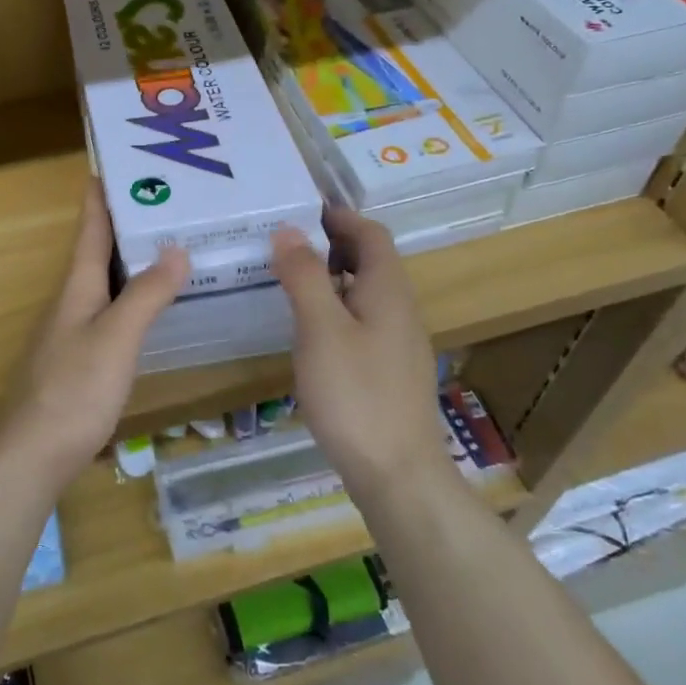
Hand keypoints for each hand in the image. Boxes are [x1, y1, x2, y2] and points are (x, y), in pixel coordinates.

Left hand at [0, 181, 186, 486]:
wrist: (34, 456)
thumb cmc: (74, 390)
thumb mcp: (116, 337)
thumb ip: (146, 294)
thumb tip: (176, 249)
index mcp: (77, 287)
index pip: (89, 228)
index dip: (101, 196)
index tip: (116, 162)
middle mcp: (73, 302)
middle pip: (99, 251)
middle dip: (128, 222)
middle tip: (169, 200)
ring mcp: (75, 332)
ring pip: (108, 283)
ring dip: (134, 260)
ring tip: (172, 244)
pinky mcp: (83, 360)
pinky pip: (114, 312)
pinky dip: (136, 297)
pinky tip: (157, 306)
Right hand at [271, 208, 451, 497]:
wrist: (397, 473)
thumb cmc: (356, 395)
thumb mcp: (321, 329)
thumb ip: (305, 276)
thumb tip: (289, 230)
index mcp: (388, 290)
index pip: (370, 234)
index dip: (339, 217)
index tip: (300, 211)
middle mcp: (400, 309)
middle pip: (371, 261)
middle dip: (332, 245)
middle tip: (285, 246)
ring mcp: (398, 343)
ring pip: (365, 294)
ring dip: (332, 279)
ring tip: (289, 284)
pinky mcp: (389, 372)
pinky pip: (363, 323)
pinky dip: (336, 311)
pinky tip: (310, 333)